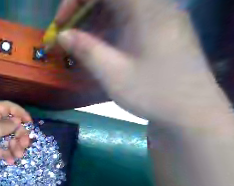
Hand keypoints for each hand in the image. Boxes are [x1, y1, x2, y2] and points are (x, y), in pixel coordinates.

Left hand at [0, 101, 32, 180]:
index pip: (6, 108)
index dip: (19, 112)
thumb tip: (17, 121)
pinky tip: (10, 161)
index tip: (29, 122)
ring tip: (18, 155)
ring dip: (16, 146)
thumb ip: (5, 125)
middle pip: (11, 125)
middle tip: (25, 143)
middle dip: (20, 133)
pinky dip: (9, 155)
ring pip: (9, 139)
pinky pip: (3, 150)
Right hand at [54, 0, 231, 125]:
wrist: (189, 112)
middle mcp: (155, 5)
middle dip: (82, 9)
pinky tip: (96, 44)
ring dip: (92, 19)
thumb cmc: (151, 92)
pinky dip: (106, 27)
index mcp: (146, 10)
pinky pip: (126, 18)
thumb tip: (61, 34)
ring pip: (117, 6)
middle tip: (65, 32)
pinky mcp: (157, 30)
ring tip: (77, 41)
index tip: (60, 23)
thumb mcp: (112, 73)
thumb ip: (86, 49)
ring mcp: (158, 17)